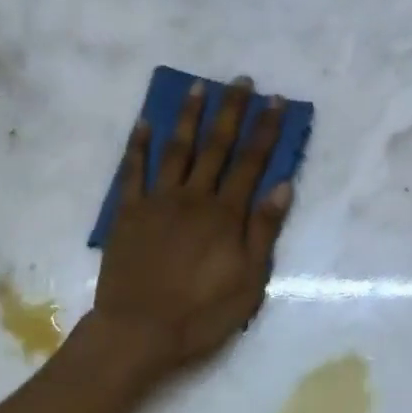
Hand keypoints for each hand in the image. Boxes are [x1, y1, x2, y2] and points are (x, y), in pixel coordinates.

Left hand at [93, 78, 293, 378]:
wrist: (138, 331)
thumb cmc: (200, 314)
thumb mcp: (248, 281)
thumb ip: (264, 230)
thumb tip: (283, 184)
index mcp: (225, 214)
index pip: (251, 162)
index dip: (265, 130)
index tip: (275, 101)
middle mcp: (193, 197)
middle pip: (216, 146)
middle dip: (231, 111)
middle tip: (240, 81)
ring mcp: (157, 201)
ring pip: (176, 149)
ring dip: (188, 116)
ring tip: (197, 87)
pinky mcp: (128, 213)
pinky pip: (132, 171)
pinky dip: (139, 145)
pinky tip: (144, 122)